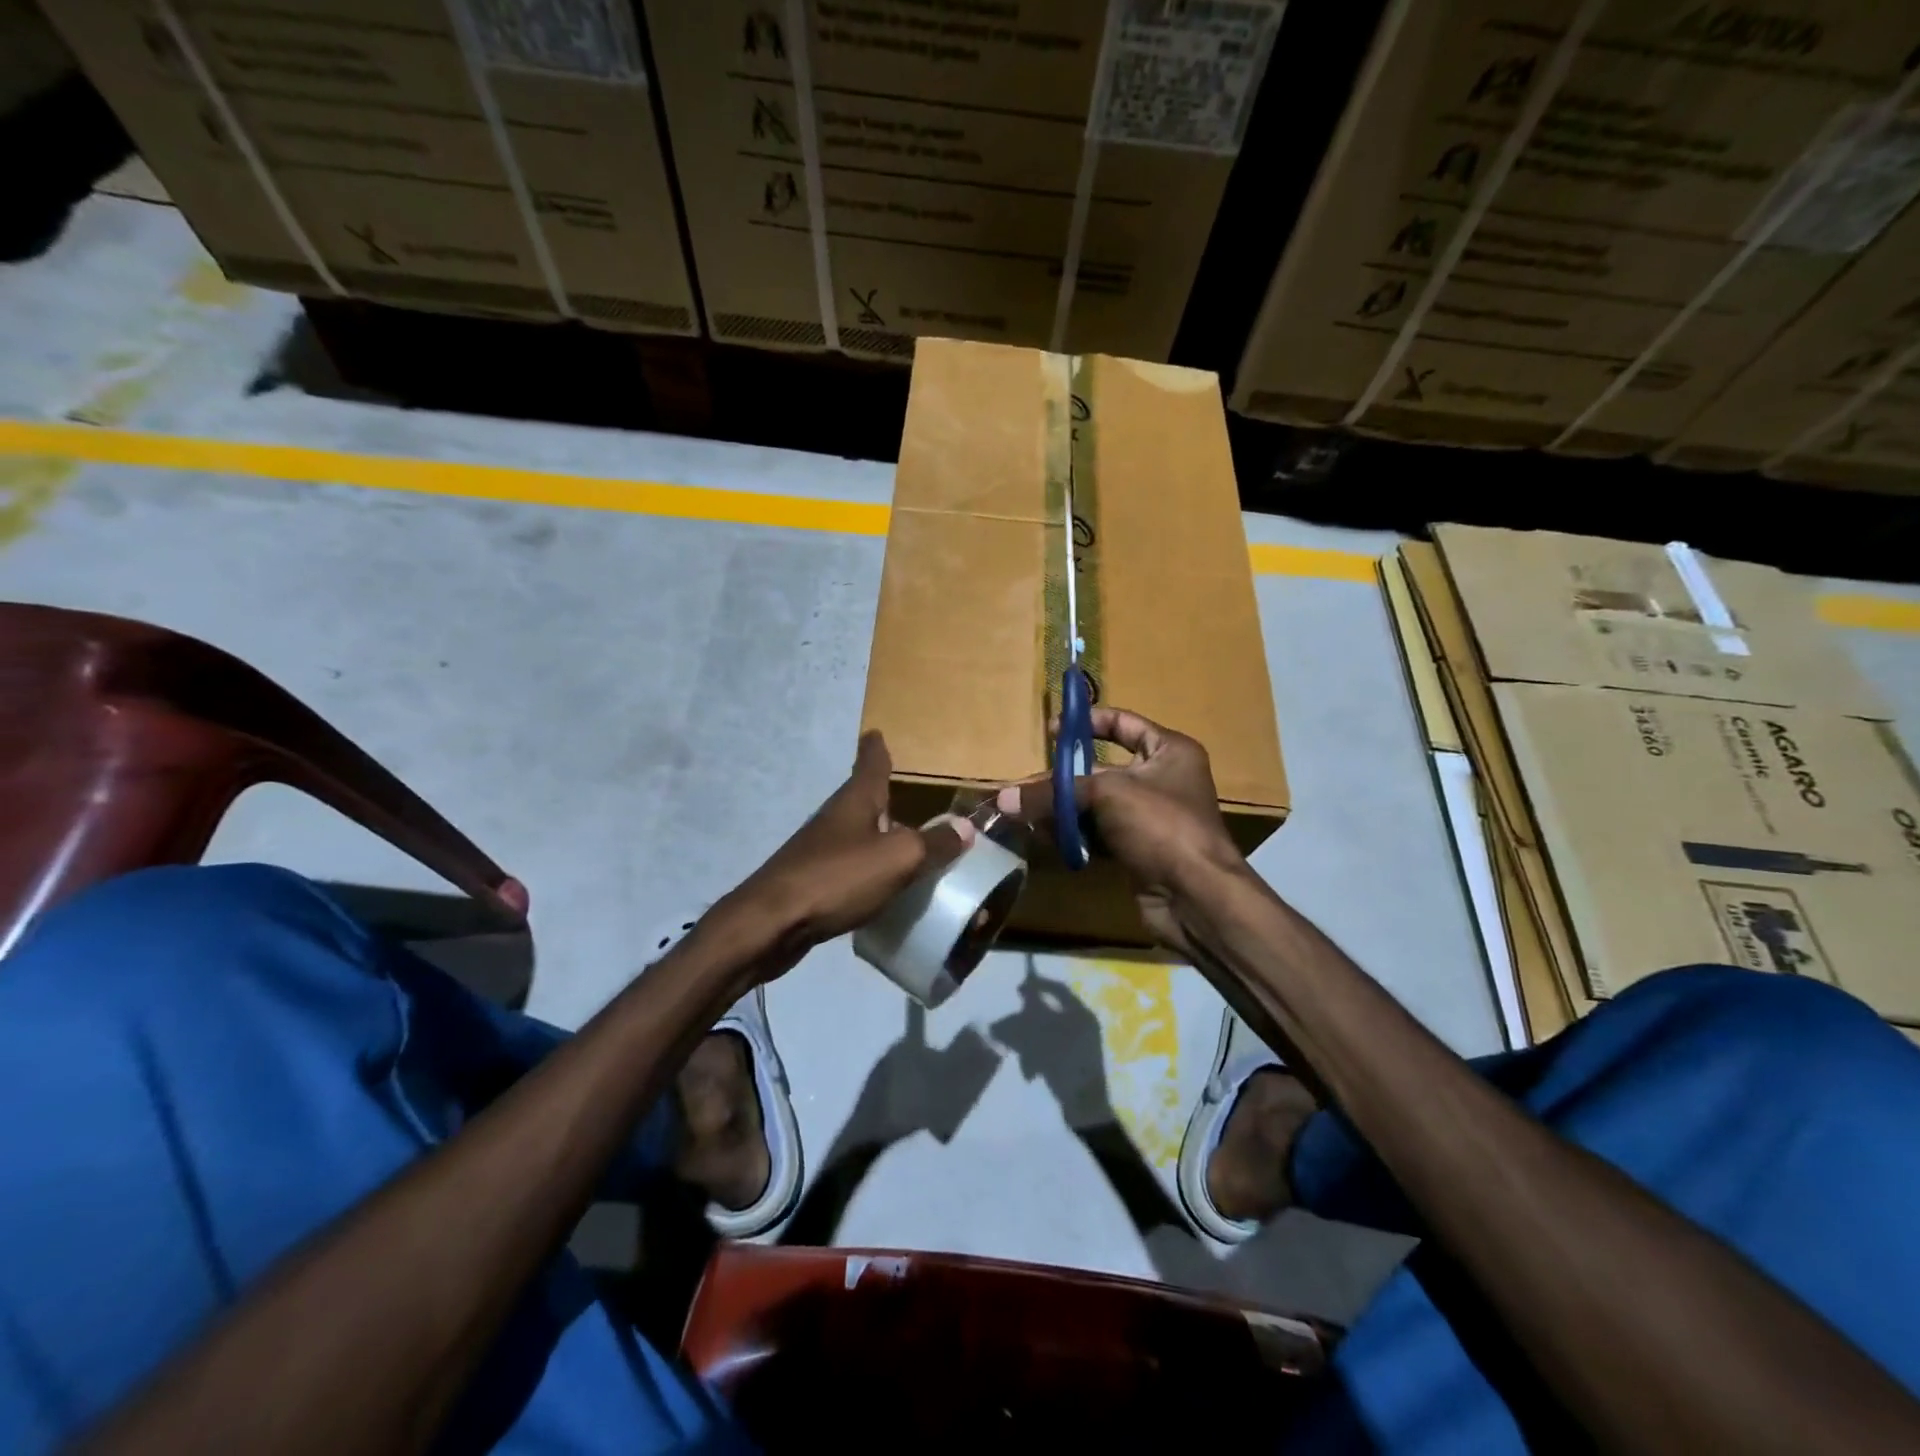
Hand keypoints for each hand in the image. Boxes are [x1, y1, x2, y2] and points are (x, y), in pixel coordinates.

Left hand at [713, 732, 970, 977]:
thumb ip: (934, 843)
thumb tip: (966, 827)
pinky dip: (873, 870)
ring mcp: (822, 850)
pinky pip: (853, 868)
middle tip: (916, 798)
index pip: (870, 762)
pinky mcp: (815, 881)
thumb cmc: (837, 877)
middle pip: (865, 798)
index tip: (878, 732)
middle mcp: (838, 818)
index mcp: (856, 800)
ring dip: (883, 836)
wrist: (771, 924)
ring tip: (911, 844)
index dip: (877, 747)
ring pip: (861, 834)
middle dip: (887, 796)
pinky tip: (888, 888)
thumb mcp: (898, 858)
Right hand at [1000, 706, 1245, 957]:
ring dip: (1063, 809)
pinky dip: (1075, 835)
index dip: (1088, 722)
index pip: (1124, 723)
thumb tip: (1003, 799)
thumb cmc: (1161, 825)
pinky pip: (1099, 834)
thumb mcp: (1106, 795)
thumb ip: (1054, 792)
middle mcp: (1162, 779)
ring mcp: (1150, 818)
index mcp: (1169, 751)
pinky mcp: (1138, 850)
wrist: (1195, 897)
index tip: (1052, 731)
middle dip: (1063, 778)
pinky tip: (1046, 838)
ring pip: (1097, 805)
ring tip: (1025, 814)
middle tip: (1024, 785)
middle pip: (1102, 769)